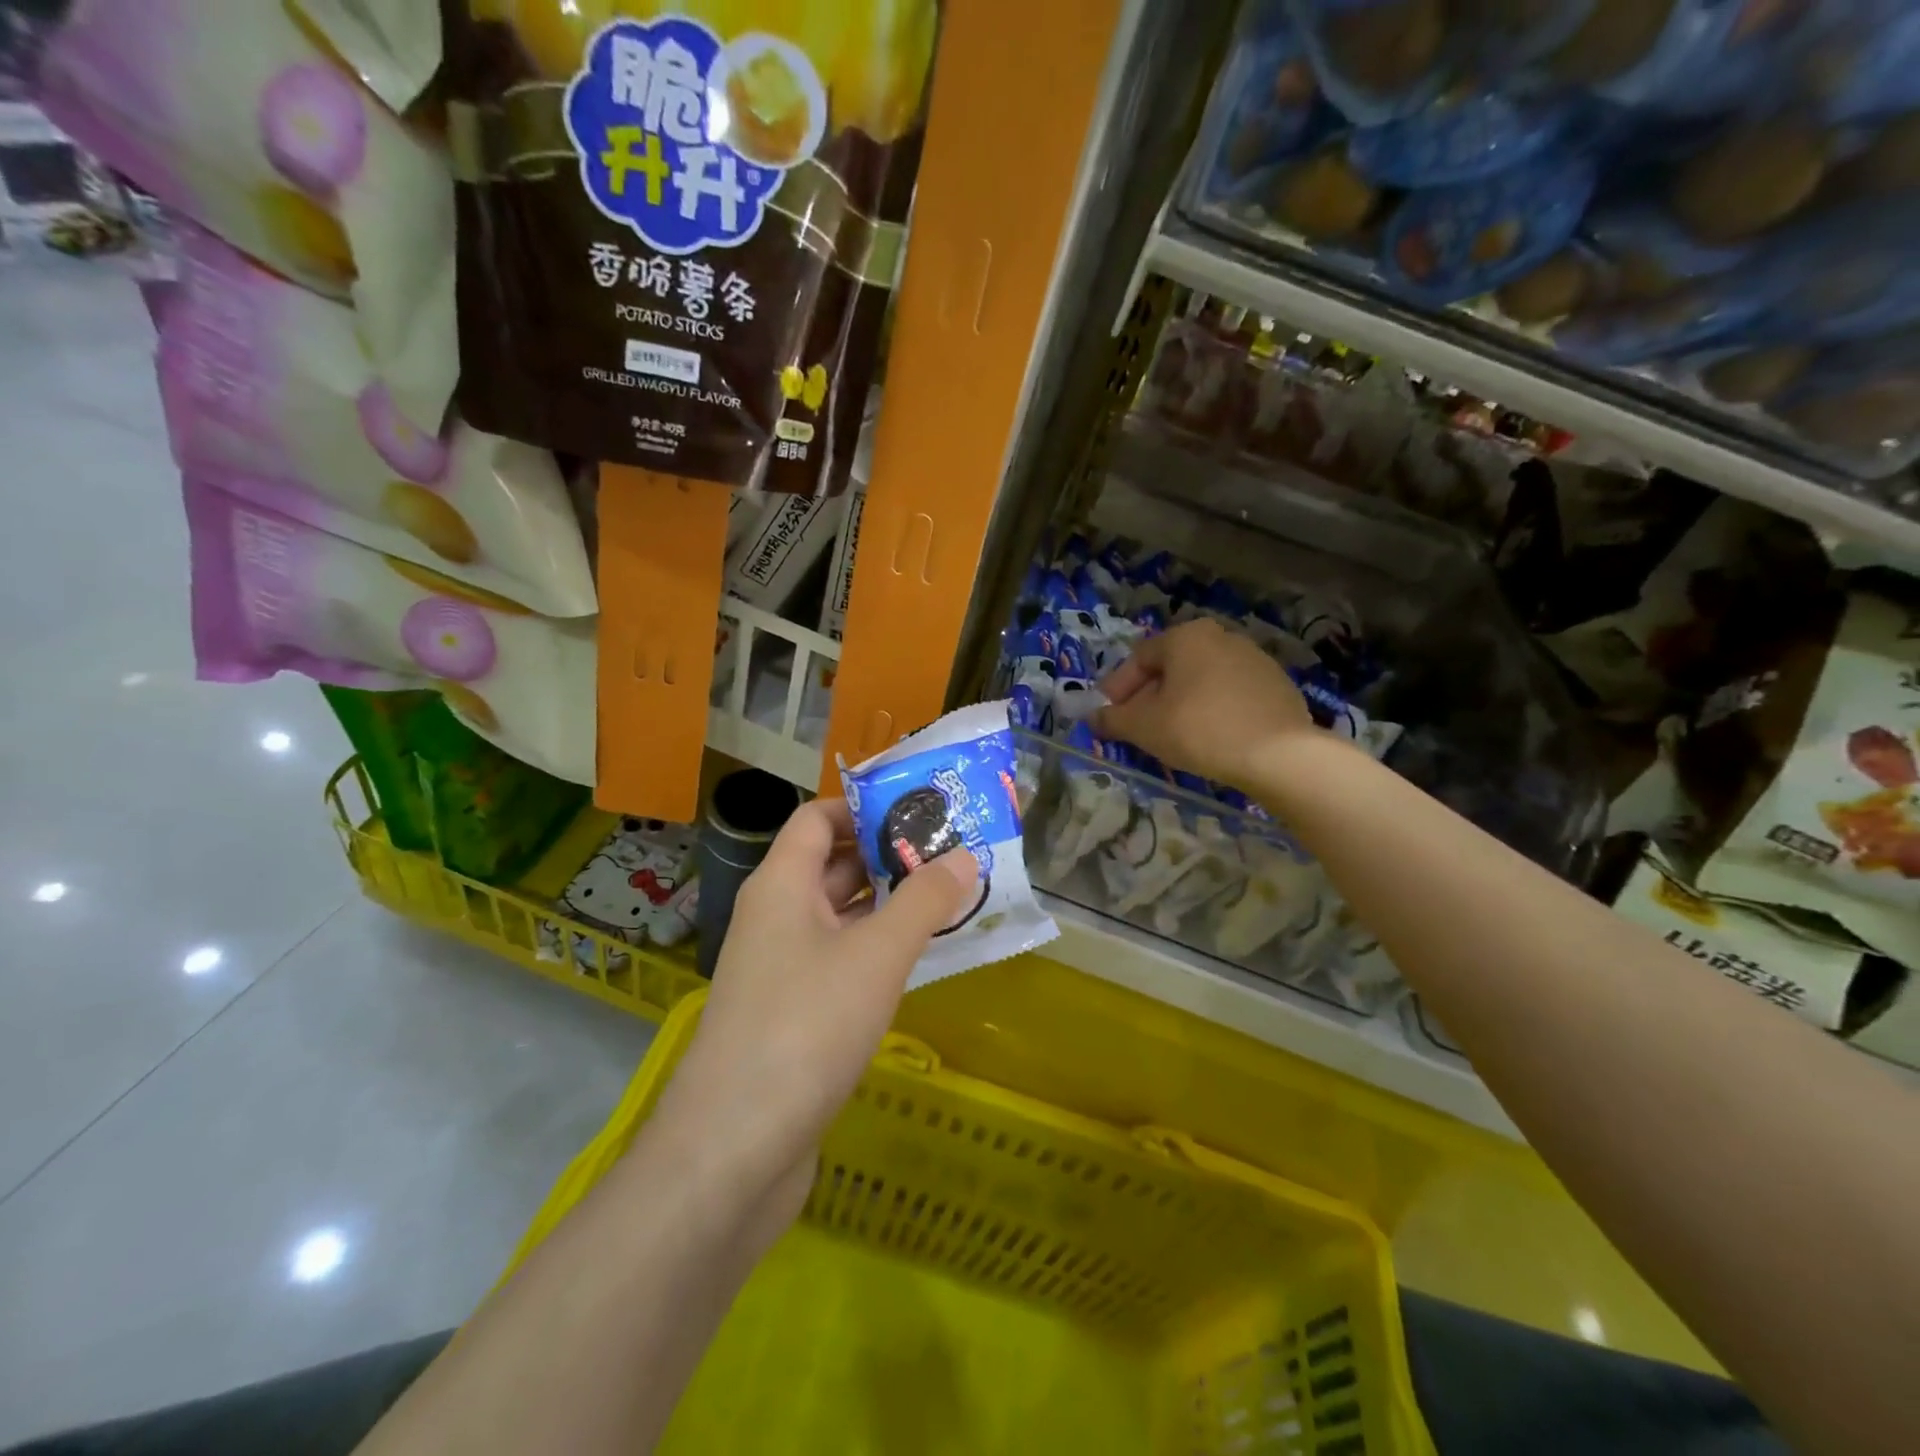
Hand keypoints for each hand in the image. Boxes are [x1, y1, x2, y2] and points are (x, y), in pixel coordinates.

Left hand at [654, 798, 977, 1228]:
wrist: (733, 1150)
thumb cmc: (805, 1027)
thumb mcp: (877, 956)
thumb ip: (924, 901)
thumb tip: (965, 855)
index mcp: (781, 885)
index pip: (817, 818)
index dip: (865, 808)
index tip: (922, 812)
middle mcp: (776, 916)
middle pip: (833, 864)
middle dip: (891, 856)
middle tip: (955, 853)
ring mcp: (782, 968)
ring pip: (842, 917)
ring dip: (891, 906)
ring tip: (953, 898)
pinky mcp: (794, 1014)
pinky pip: (842, 961)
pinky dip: (879, 951)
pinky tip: (923, 959)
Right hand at [1095, 617, 1314, 789]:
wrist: (1278, 754)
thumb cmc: (1199, 729)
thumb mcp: (1144, 727)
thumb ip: (1113, 719)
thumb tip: (1093, 718)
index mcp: (1186, 637)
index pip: (1139, 659)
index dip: (1117, 689)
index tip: (1107, 715)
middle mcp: (1220, 636)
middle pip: (1171, 668)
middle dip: (1148, 697)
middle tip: (1137, 727)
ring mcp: (1254, 658)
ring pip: (1201, 680)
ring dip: (1180, 703)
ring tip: (1172, 736)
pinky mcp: (1276, 684)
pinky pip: (1229, 694)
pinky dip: (1211, 710)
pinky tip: (1209, 737)